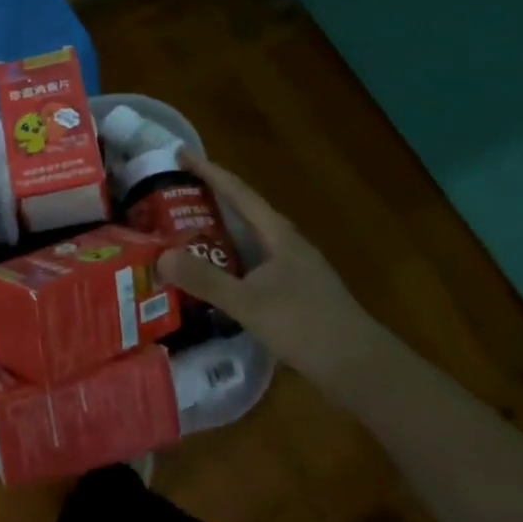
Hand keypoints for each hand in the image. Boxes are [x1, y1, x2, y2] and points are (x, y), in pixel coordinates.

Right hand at [156, 152, 395, 392]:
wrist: (361, 368)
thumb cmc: (307, 326)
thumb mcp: (250, 303)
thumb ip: (205, 280)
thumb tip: (161, 256)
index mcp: (279, 235)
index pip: (238, 193)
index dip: (209, 171)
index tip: (180, 153)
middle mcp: (286, 245)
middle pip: (242, 212)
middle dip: (208, 200)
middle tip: (171, 195)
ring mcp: (292, 269)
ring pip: (247, 241)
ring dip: (216, 233)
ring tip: (180, 232)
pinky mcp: (292, 293)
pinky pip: (250, 265)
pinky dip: (226, 262)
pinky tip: (210, 277)